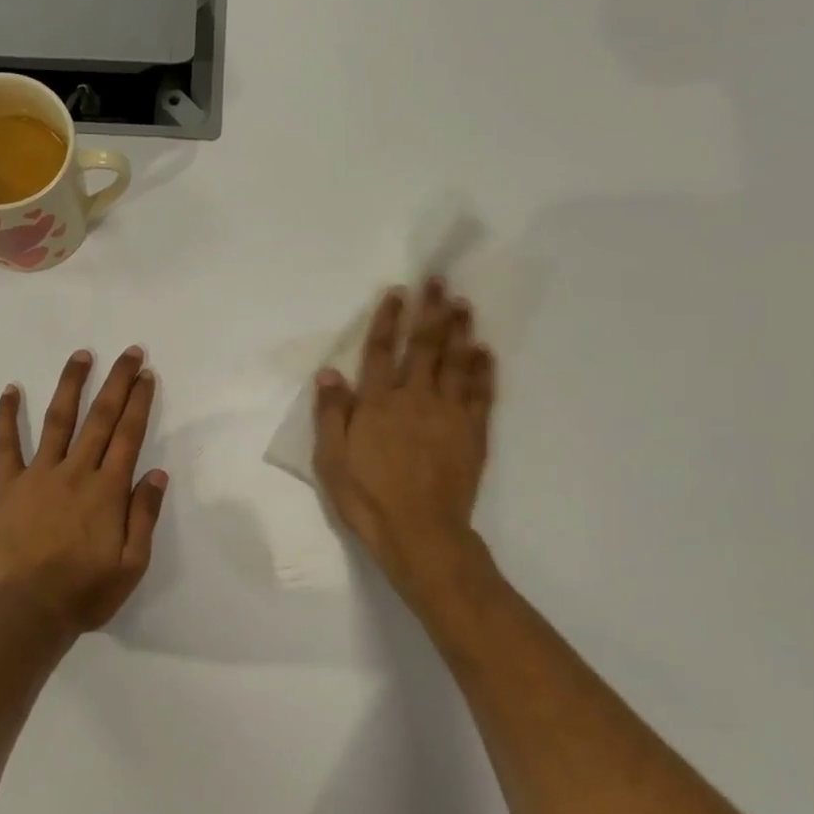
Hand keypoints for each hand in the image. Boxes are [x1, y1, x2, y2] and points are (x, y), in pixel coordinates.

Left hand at [0, 346, 168, 633]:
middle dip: (117, 382)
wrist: (29, 611)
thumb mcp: (132, 564)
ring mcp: (39, 475)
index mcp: (108, 490)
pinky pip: (6, 445)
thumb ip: (144, 516)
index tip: (146, 374)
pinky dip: (7, 416)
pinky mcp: (8, 486)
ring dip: (71, 385)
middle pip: (100, 418)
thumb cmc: (85, 591)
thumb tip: (157, 473)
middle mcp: (76, 472)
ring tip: (82, 356)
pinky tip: (10, 390)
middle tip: (129, 352)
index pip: (128, 435)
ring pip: (58, 420)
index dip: (139, 402)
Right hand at [314, 279, 497, 615]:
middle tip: (440, 281)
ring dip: (459, 330)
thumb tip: (329, 373)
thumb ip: (330, 414)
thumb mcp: (331, 460)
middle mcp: (414, 399)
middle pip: (423, 346)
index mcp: (376, 404)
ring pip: (455, 362)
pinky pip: (480, 393)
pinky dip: (483, 370)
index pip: (380, 351)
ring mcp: (448, 414)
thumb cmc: (367, 498)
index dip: (388, 319)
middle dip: (431, 310)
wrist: (420, 533)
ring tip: (463, 303)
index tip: (397, 292)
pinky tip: (485, 351)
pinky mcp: (472, 433)